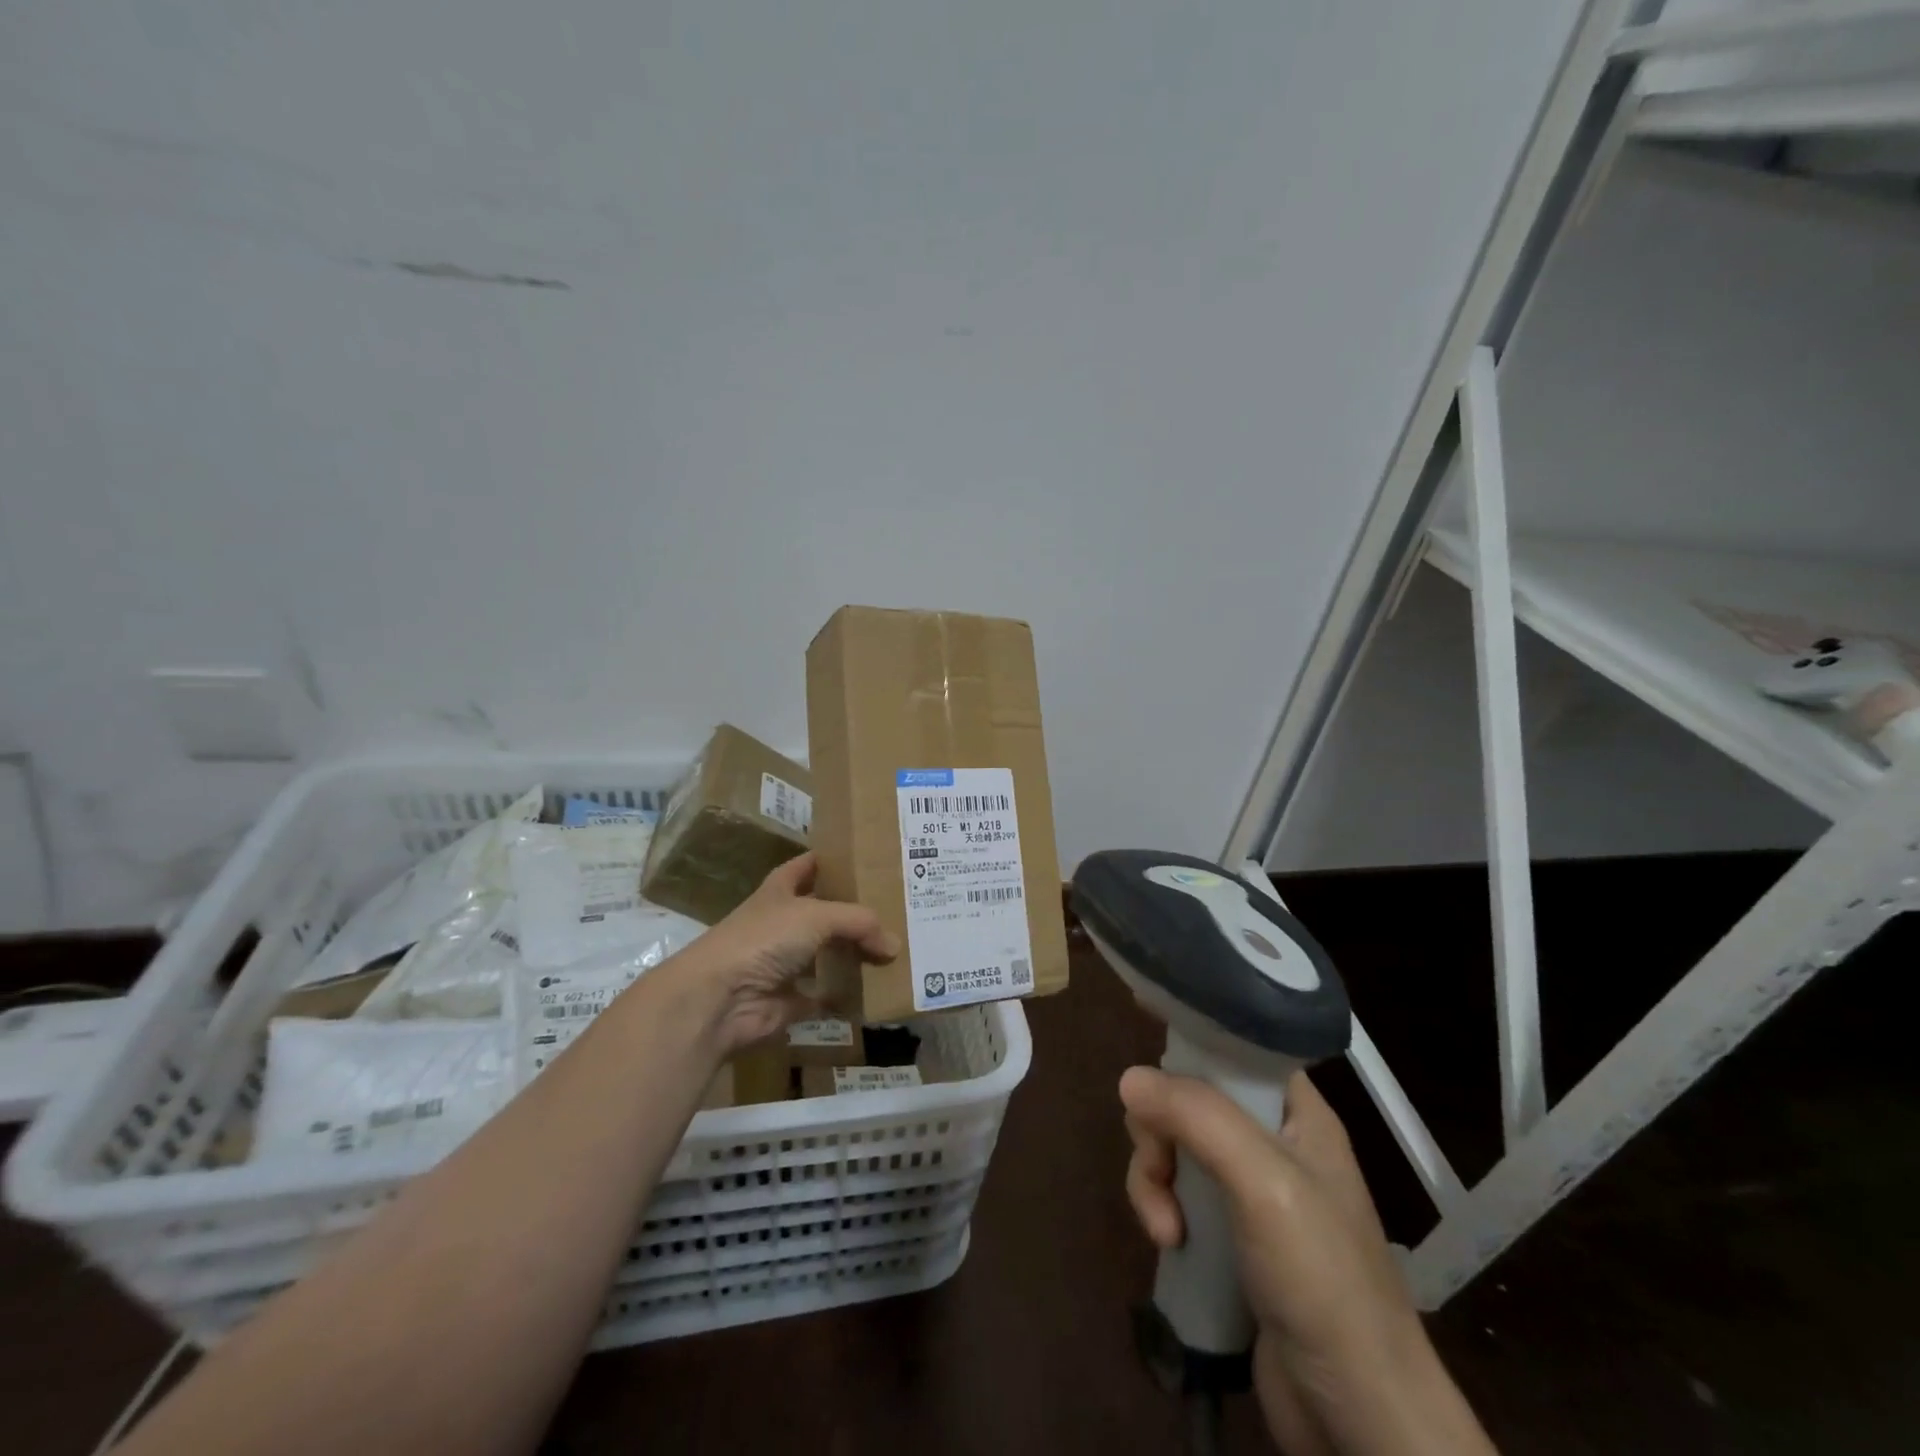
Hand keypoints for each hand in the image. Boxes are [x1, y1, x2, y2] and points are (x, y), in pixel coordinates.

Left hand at [674, 853, 898, 1053]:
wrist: (720, 999)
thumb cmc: (763, 939)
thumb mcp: (816, 915)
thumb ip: (859, 923)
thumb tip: (894, 944)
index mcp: (780, 890)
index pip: (808, 865)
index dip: (832, 859)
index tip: (866, 857)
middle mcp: (782, 923)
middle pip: (825, 913)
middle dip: (855, 912)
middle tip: (898, 908)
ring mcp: (785, 963)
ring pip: (829, 954)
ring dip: (855, 955)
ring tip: (898, 949)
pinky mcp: (791, 1000)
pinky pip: (828, 995)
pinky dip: (849, 996)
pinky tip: (881, 990)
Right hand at [1121, 1068, 1493, 1455]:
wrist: (1357, 1417)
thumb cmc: (1322, 1279)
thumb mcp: (1264, 1183)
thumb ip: (1198, 1118)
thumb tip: (1128, 1078)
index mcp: (1296, 1111)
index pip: (1233, 1047)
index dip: (1189, 1039)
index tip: (1143, 1041)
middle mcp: (1271, 1140)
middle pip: (1189, 1097)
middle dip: (1159, 1129)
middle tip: (1159, 1166)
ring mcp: (1248, 1189)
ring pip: (1174, 1145)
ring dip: (1153, 1176)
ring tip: (1163, 1226)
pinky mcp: (1227, 1233)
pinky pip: (1176, 1193)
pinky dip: (1160, 1208)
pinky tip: (1167, 1243)